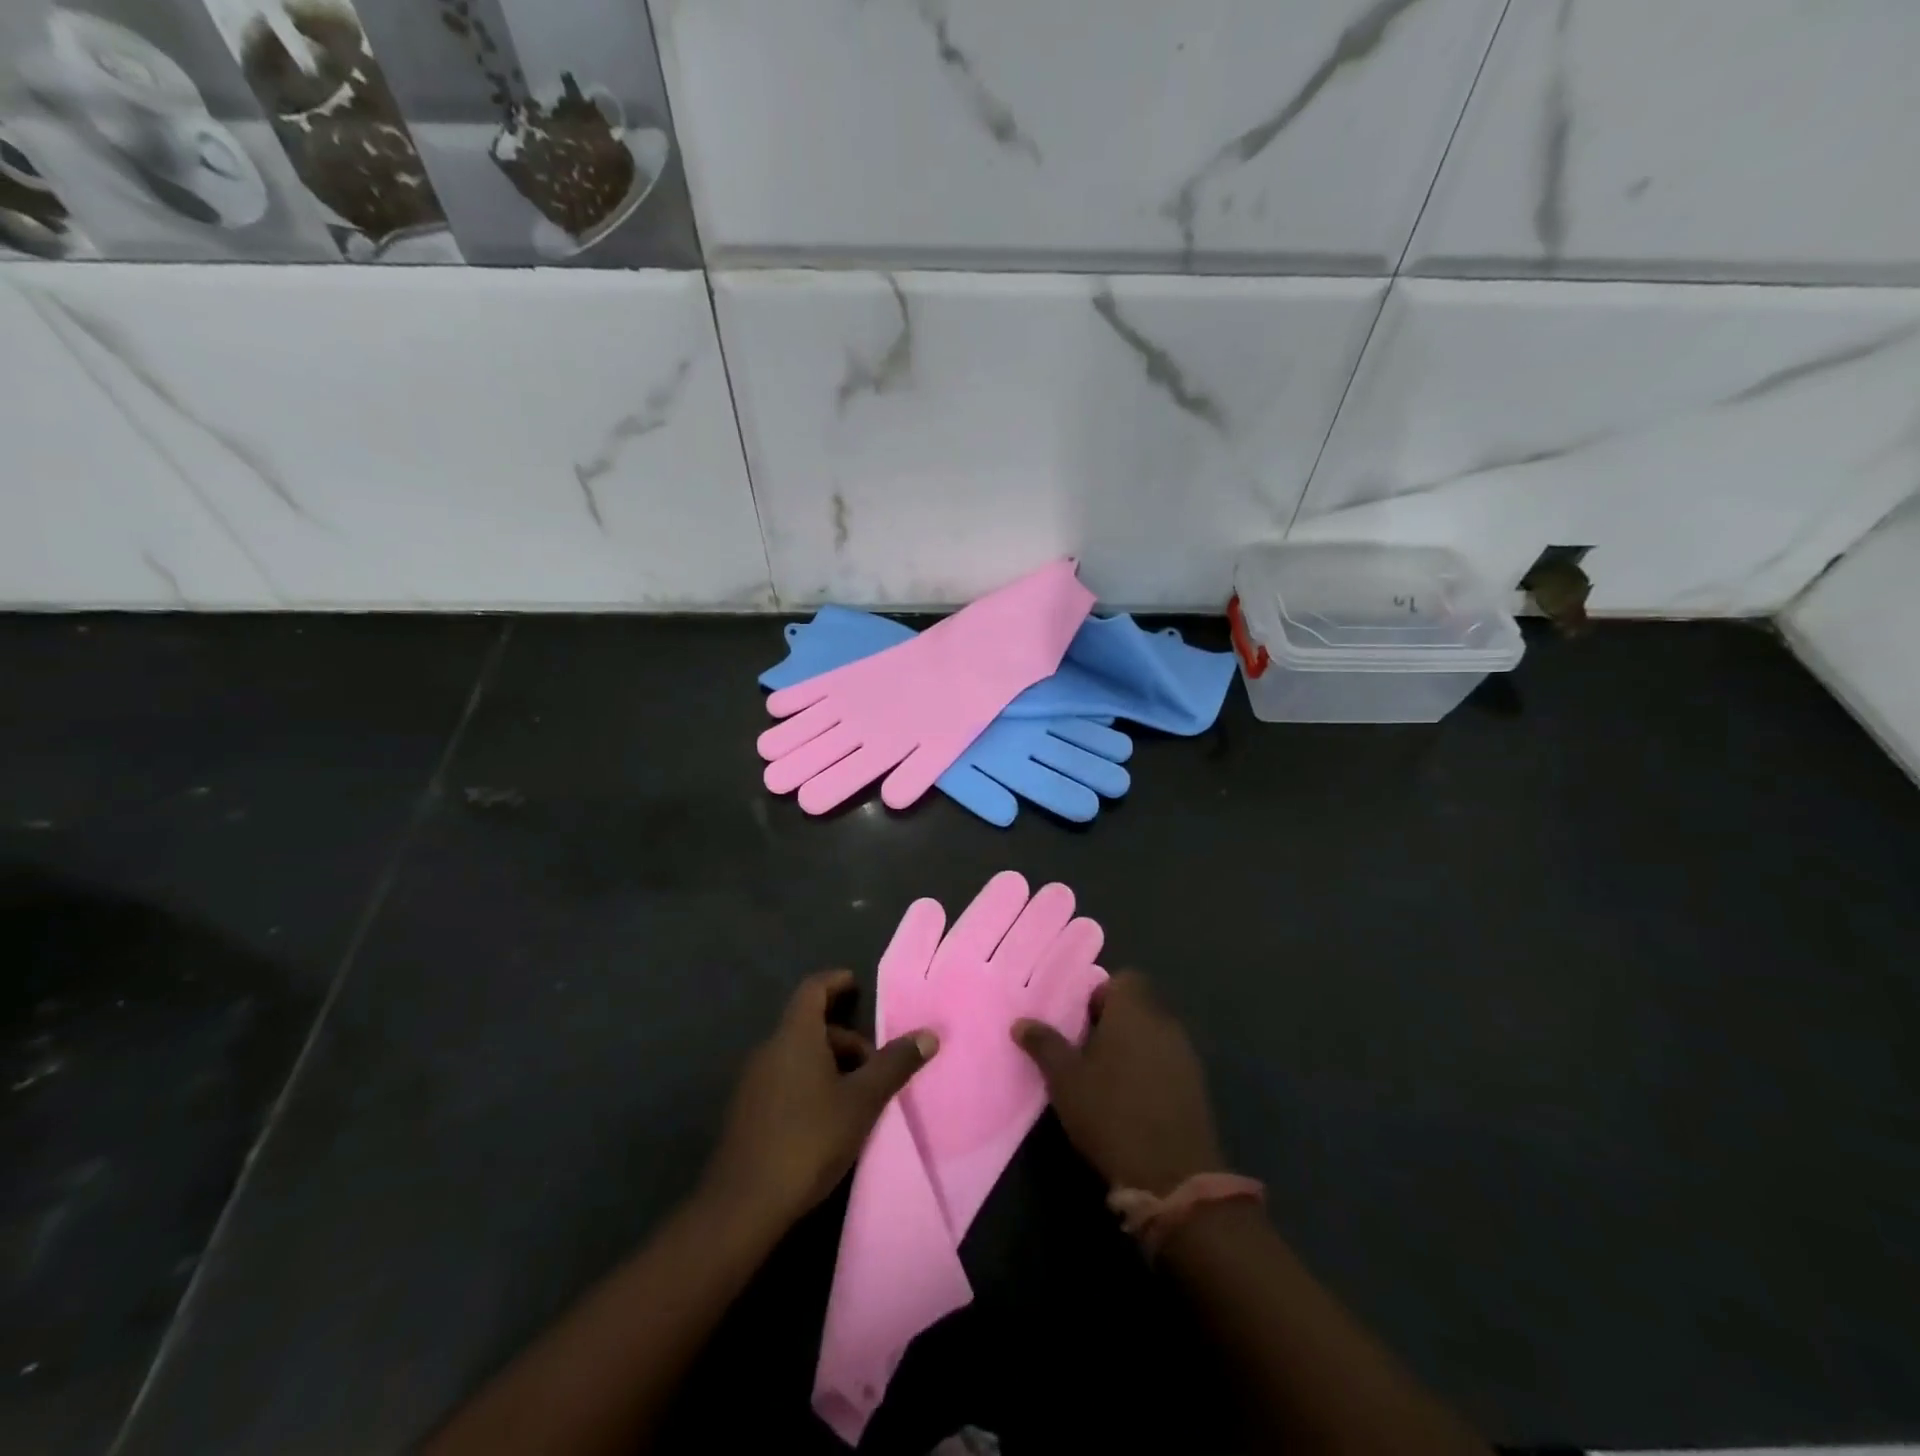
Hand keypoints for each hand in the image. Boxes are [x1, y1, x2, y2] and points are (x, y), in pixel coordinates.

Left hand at [702, 969, 937, 1229]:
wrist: (743, 1205)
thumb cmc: (809, 1139)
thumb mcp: (862, 1101)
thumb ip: (895, 1065)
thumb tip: (929, 1034)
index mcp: (795, 1036)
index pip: (813, 989)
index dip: (836, 981)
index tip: (856, 985)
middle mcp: (769, 1049)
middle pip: (809, 1026)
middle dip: (845, 1038)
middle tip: (875, 1065)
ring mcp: (753, 1082)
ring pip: (798, 1055)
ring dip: (829, 1064)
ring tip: (858, 1096)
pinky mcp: (747, 1112)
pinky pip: (784, 1079)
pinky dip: (810, 1083)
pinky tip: (828, 1118)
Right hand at [1012, 971, 1223, 1194]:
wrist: (1172, 1175)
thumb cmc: (1110, 1112)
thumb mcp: (1064, 1079)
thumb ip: (1044, 1044)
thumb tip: (1020, 1022)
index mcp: (1134, 1010)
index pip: (1124, 979)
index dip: (1101, 995)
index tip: (1080, 1022)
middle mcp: (1165, 1022)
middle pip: (1139, 1006)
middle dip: (1113, 1022)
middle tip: (1085, 1050)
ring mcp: (1185, 1054)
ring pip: (1153, 1035)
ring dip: (1132, 1047)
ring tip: (1105, 1077)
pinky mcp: (1196, 1086)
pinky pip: (1167, 1062)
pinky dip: (1150, 1071)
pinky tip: (1131, 1100)